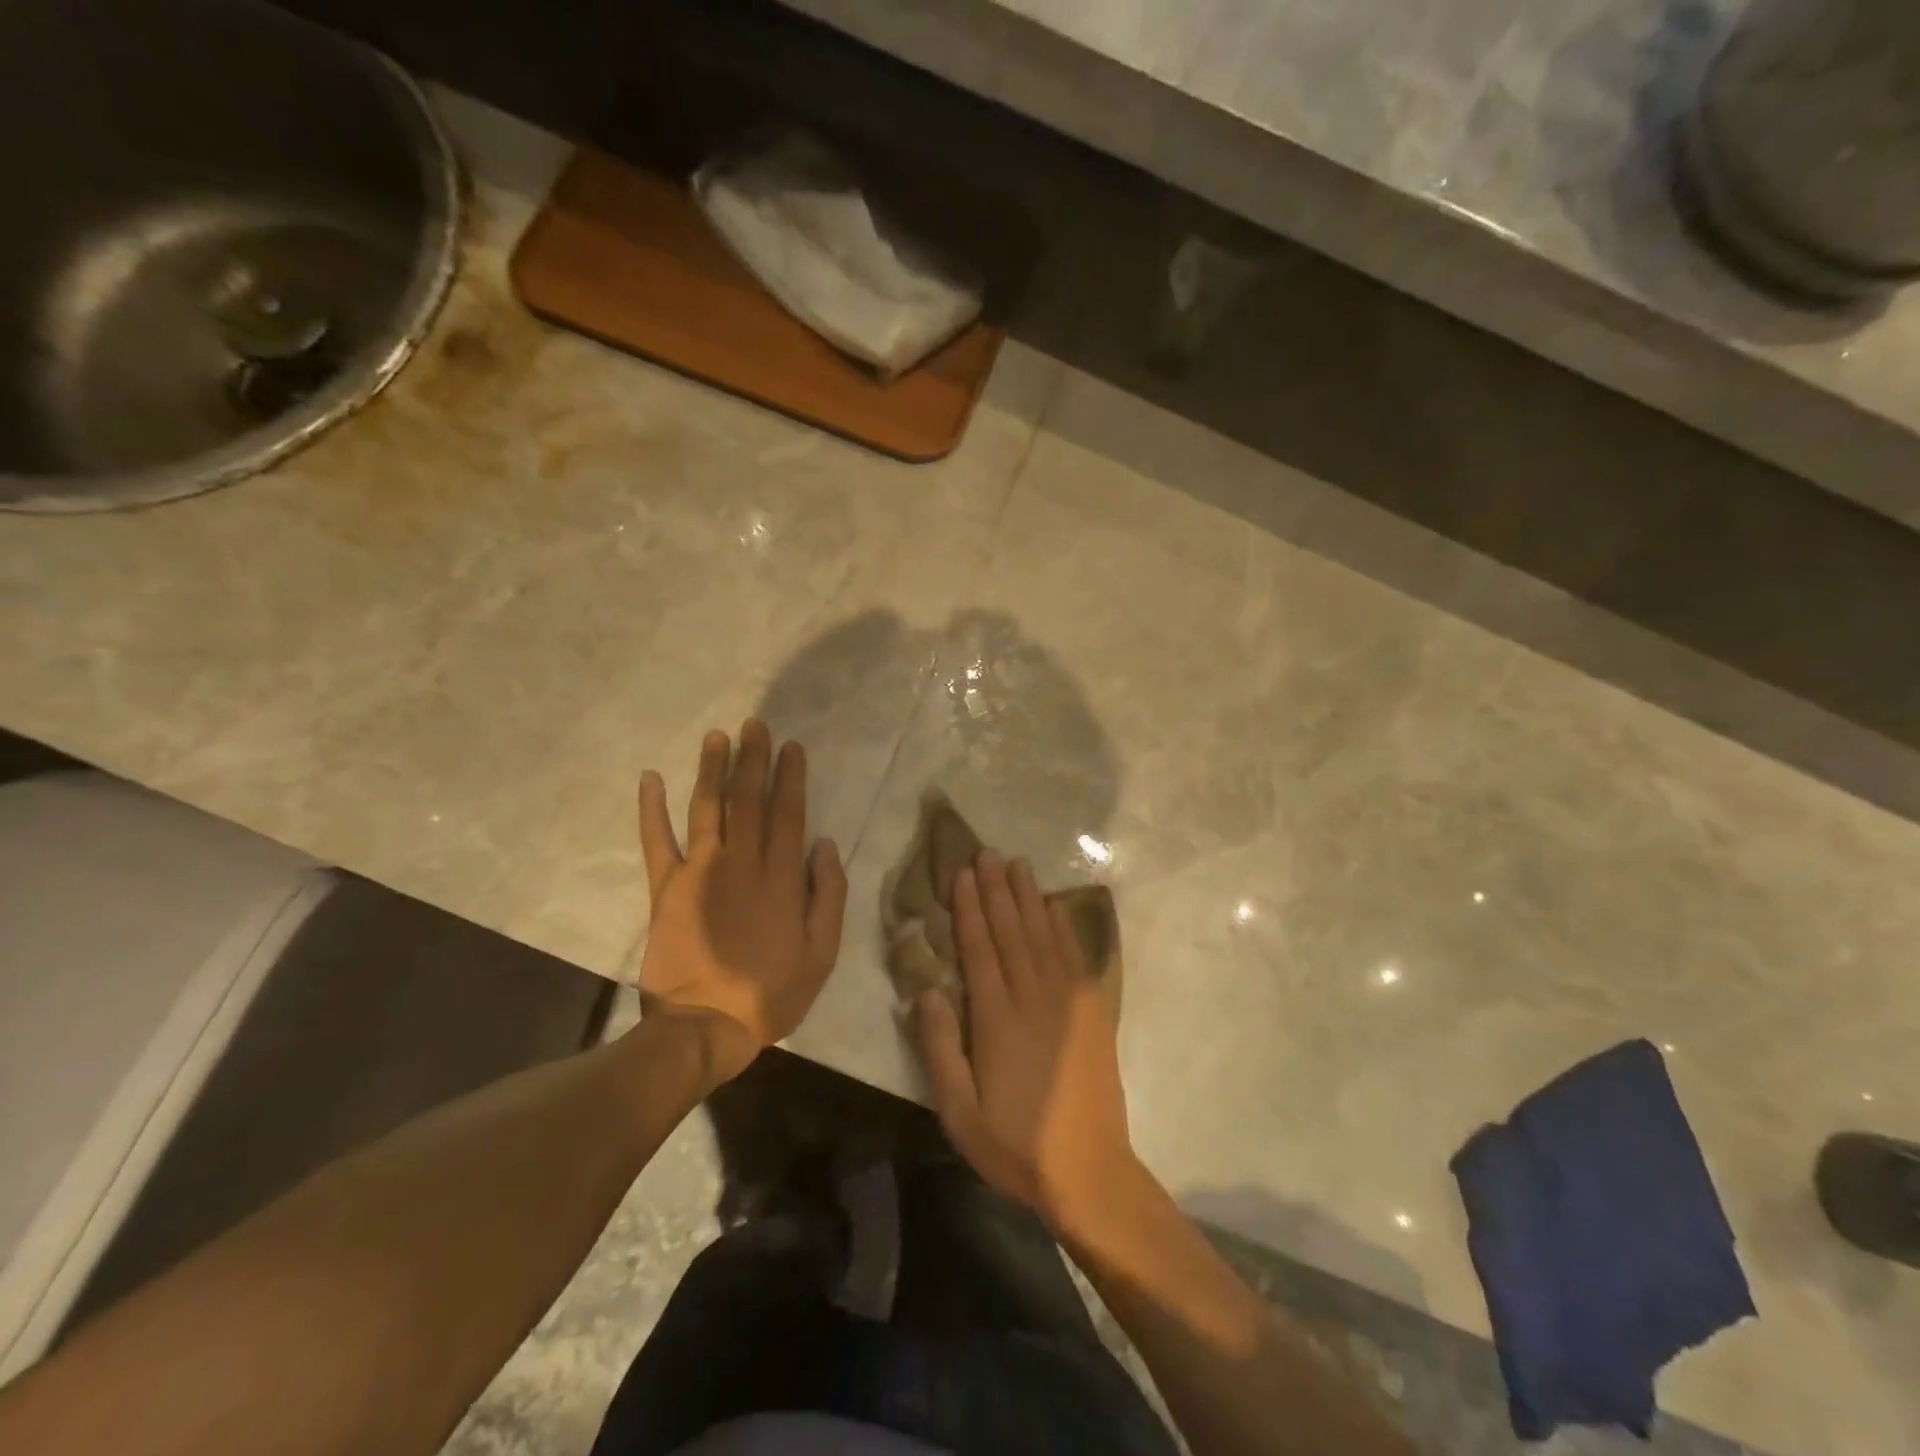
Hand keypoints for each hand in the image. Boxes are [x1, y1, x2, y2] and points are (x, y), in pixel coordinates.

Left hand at [637, 721, 847, 1083]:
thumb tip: (825, 846)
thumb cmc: (771, 992)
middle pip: (748, 800)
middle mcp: (741, 863)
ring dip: (712, 770)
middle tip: (754, 725)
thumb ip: (827, 895)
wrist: (704, 1026)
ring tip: (716, 737)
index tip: (791, 746)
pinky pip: (656, 841)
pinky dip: (652, 809)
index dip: (790, 777)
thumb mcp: (822, 952)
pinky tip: (650, 778)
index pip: (788, 813)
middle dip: (753, 759)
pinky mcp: (665, 889)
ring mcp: (699, 872)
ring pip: (708, 808)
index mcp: (780, 877)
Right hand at [912, 850, 1141, 1233]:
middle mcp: (1034, 997)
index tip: (962, 875)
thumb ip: (940, 1049)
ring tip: (1016, 864)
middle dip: (996, 889)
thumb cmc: (1015, 1144)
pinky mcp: (1092, 1009)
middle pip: (1012, 931)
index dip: (969, 909)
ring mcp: (1068, 1000)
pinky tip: (1054, 904)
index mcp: (998, 1019)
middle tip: (986, 852)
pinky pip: (1074, 955)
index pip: (980, 949)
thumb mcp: (960, 1113)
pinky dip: (1063, 925)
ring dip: (1028, 896)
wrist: (1089, 1171)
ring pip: (1043, 934)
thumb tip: (927, 991)